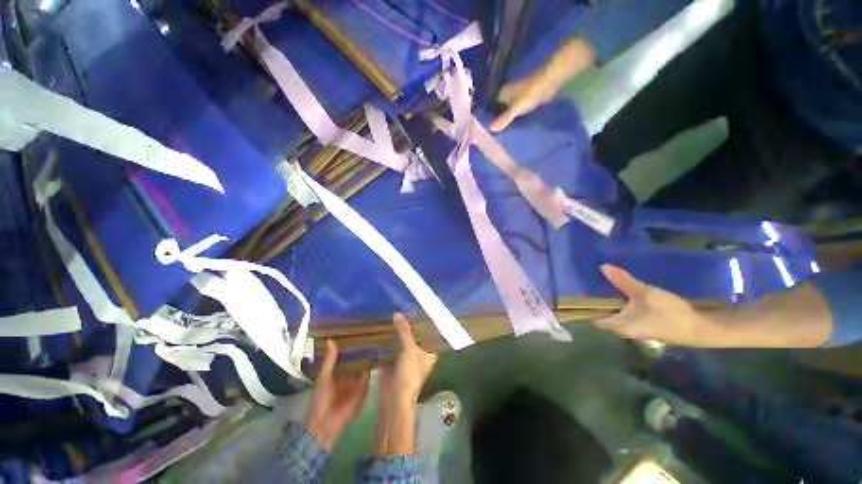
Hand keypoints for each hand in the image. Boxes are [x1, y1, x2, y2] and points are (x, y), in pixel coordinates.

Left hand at [305, 340, 369, 449]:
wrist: (325, 424)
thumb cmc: (320, 399)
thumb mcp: (324, 377)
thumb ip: (330, 360)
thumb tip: (330, 339)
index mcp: (337, 372)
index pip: (347, 356)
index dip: (352, 346)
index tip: (359, 332)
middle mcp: (348, 376)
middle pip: (357, 361)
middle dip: (363, 351)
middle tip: (372, 334)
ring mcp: (356, 384)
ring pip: (364, 369)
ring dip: (370, 360)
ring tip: (379, 342)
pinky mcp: (363, 392)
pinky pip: (368, 380)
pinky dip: (372, 372)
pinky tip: (379, 359)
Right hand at [380, 313, 437, 405]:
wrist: (394, 398)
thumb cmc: (409, 374)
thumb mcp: (409, 349)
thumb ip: (404, 331)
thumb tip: (397, 313)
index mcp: (429, 351)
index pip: (430, 332)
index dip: (426, 321)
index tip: (421, 308)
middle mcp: (420, 353)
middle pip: (416, 335)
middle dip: (411, 324)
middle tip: (405, 307)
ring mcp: (407, 357)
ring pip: (404, 340)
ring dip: (400, 331)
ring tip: (394, 313)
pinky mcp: (395, 361)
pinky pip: (393, 346)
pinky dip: (390, 339)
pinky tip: (385, 327)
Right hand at [490, 38, 594, 131]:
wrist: (551, 81)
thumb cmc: (532, 93)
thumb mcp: (516, 109)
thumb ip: (504, 119)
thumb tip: (490, 129)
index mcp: (501, 94)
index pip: (488, 107)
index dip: (485, 117)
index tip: (482, 130)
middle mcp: (506, 94)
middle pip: (496, 109)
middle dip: (494, 119)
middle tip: (490, 135)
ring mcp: (516, 96)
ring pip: (505, 109)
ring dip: (504, 119)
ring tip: (499, 134)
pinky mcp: (525, 99)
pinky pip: (515, 110)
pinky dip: (513, 117)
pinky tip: (512, 127)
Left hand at [594, 264, 714, 345]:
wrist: (701, 328)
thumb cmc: (668, 313)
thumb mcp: (643, 293)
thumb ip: (622, 281)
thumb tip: (602, 267)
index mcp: (619, 326)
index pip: (594, 318)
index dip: (586, 308)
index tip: (579, 293)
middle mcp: (624, 330)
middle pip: (604, 316)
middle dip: (597, 303)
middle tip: (590, 286)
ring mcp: (637, 330)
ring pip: (617, 315)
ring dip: (611, 304)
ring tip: (603, 286)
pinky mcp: (648, 326)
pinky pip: (628, 315)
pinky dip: (623, 305)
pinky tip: (624, 293)